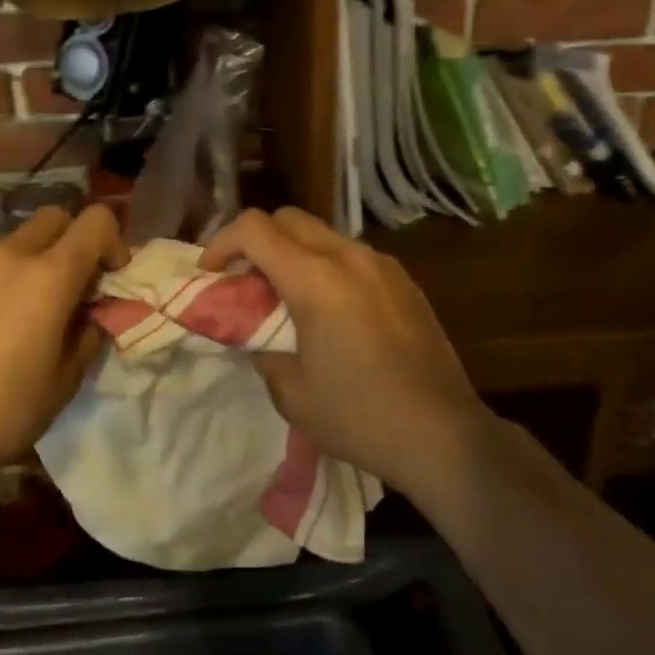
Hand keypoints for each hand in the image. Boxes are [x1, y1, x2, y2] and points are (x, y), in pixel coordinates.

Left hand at [0, 205, 125, 481]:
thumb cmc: (8, 410)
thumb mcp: (67, 378)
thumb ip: (88, 331)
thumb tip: (91, 313)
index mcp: (49, 275)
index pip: (95, 221)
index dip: (112, 241)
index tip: (108, 276)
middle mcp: (7, 255)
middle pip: (53, 218)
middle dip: (71, 241)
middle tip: (69, 285)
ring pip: (12, 242)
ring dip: (29, 262)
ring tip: (19, 310)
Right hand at [202, 207, 490, 495]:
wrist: (443, 435)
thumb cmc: (359, 416)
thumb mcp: (291, 392)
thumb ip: (262, 348)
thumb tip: (255, 331)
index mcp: (316, 279)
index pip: (254, 228)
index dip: (222, 242)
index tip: (211, 273)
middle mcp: (349, 257)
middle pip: (288, 218)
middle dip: (256, 240)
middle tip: (243, 280)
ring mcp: (382, 265)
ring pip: (322, 233)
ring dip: (293, 252)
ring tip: (285, 296)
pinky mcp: (404, 281)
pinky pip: (351, 254)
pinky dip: (325, 265)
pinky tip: (329, 308)